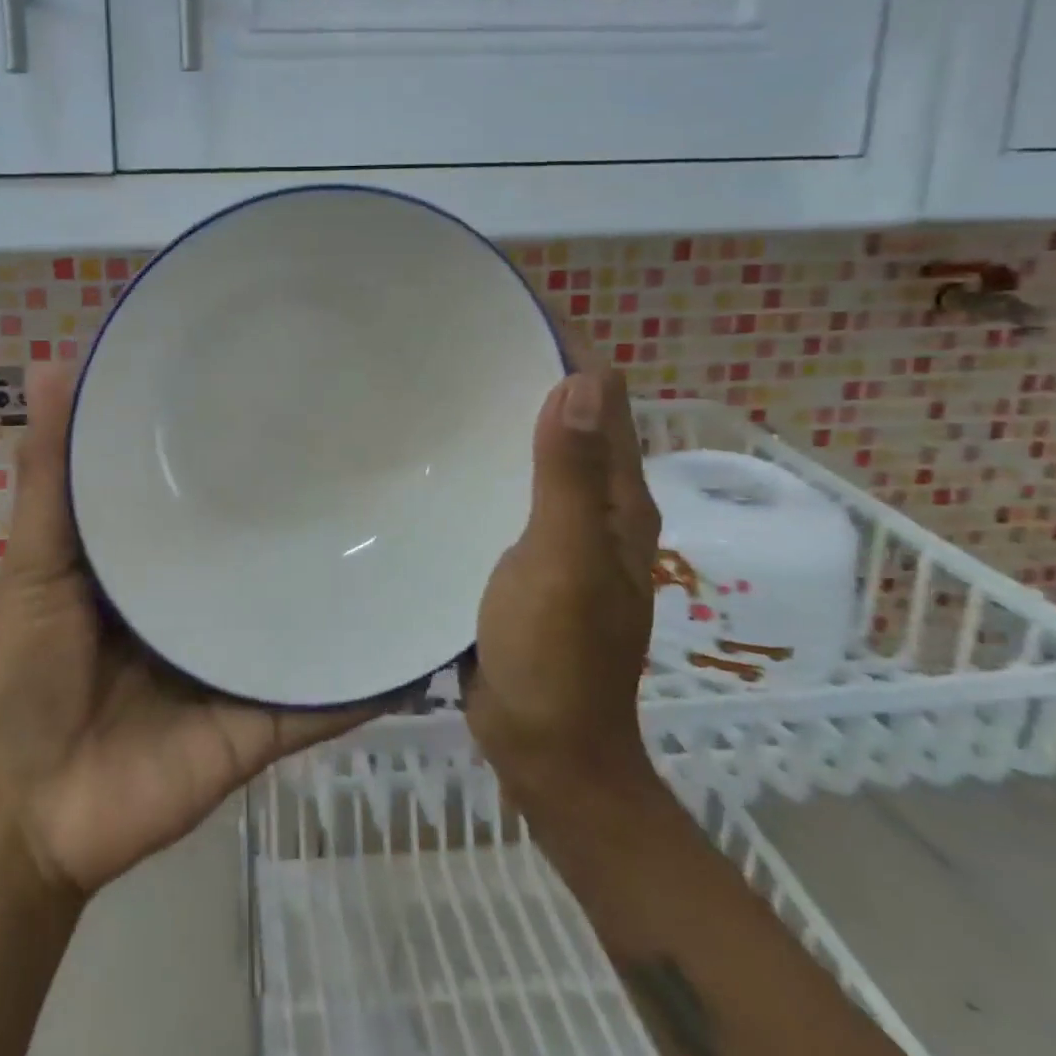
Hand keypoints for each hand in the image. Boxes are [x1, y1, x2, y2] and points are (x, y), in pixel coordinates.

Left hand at [0, 364, 384, 896]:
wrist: (23, 814)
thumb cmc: (19, 672)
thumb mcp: (35, 559)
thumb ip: (50, 474)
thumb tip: (49, 360)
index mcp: (155, 558)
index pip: (209, 489)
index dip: (237, 443)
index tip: (284, 386)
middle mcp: (204, 602)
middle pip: (262, 548)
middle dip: (304, 508)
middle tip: (368, 444)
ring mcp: (239, 661)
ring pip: (303, 613)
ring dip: (348, 583)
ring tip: (411, 522)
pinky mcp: (263, 720)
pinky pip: (324, 695)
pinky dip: (366, 674)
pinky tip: (416, 632)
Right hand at [463, 367, 663, 797]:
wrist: (544, 745)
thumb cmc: (556, 654)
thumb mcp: (563, 560)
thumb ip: (567, 475)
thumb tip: (580, 378)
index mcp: (616, 496)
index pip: (603, 394)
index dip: (567, 345)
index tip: (509, 309)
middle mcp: (594, 503)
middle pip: (568, 415)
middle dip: (527, 370)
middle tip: (458, 339)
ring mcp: (557, 530)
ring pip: (533, 450)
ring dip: (502, 414)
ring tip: (440, 383)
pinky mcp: (522, 552)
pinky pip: (506, 486)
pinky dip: (484, 458)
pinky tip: (439, 454)